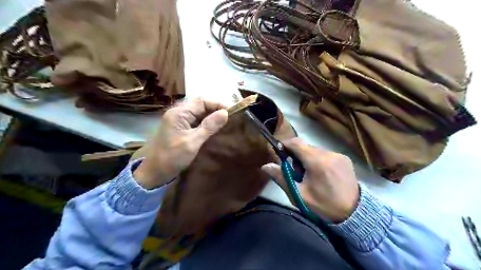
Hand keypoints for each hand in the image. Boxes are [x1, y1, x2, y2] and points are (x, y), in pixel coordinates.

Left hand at [132, 98, 226, 188]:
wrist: (154, 172)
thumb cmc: (172, 157)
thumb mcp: (192, 142)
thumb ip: (209, 127)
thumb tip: (225, 113)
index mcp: (179, 113)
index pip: (202, 102)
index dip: (218, 104)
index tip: (232, 112)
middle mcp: (178, 113)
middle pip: (200, 105)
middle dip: (216, 110)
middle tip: (230, 117)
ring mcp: (179, 121)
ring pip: (199, 113)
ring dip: (211, 116)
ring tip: (225, 122)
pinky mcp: (180, 129)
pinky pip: (196, 121)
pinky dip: (206, 123)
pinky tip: (215, 128)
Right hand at [261, 138, 357, 222]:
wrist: (354, 215)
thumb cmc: (323, 206)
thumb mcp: (299, 195)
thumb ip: (281, 178)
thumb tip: (265, 166)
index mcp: (317, 162)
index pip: (296, 143)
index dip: (285, 144)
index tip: (280, 152)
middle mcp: (329, 154)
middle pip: (306, 147)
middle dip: (297, 155)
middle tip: (296, 172)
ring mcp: (339, 155)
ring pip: (315, 150)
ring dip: (308, 158)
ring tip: (310, 175)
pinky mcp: (345, 159)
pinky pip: (326, 154)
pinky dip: (319, 160)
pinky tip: (322, 174)